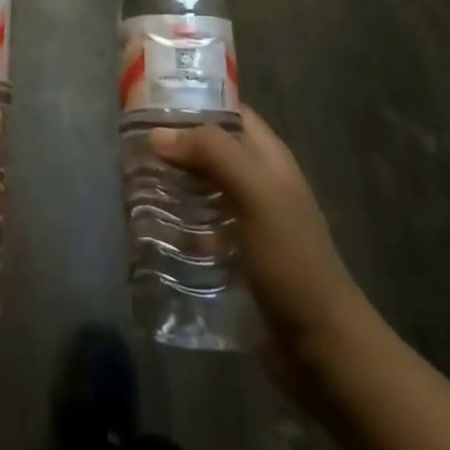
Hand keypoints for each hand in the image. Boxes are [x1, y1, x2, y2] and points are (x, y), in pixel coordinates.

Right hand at [151, 106, 373, 413]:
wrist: (322, 348)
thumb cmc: (292, 261)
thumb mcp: (257, 196)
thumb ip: (213, 155)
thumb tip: (159, 134)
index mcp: (268, 158)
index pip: (228, 111)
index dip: (193, 100)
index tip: (148, 101)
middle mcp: (256, 182)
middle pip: (208, 149)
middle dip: (172, 145)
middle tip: (128, 146)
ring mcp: (245, 221)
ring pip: (199, 188)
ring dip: (169, 185)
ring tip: (128, 183)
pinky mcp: (233, 256)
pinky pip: (197, 226)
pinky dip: (174, 223)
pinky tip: (145, 228)